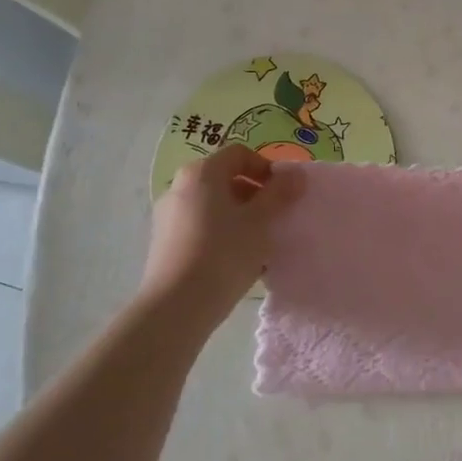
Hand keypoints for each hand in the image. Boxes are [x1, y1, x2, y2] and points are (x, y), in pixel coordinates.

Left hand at [138, 145, 303, 324]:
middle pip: (225, 179)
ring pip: (214, 206)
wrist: (177, 306)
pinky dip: (222, 234)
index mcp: (202, 173)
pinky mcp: (164, 243)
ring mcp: (168, 216)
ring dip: (240, 216)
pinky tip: (238, 260)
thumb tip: (296, 173)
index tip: (284, 193)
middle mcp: (180, 187)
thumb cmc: (224, 253)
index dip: (266, 168)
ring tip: (260, 242)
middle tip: (276, 217)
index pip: (239, 154)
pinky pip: (202, 227)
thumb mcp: (261, 221)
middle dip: (255, 194)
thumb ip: (280, 193)